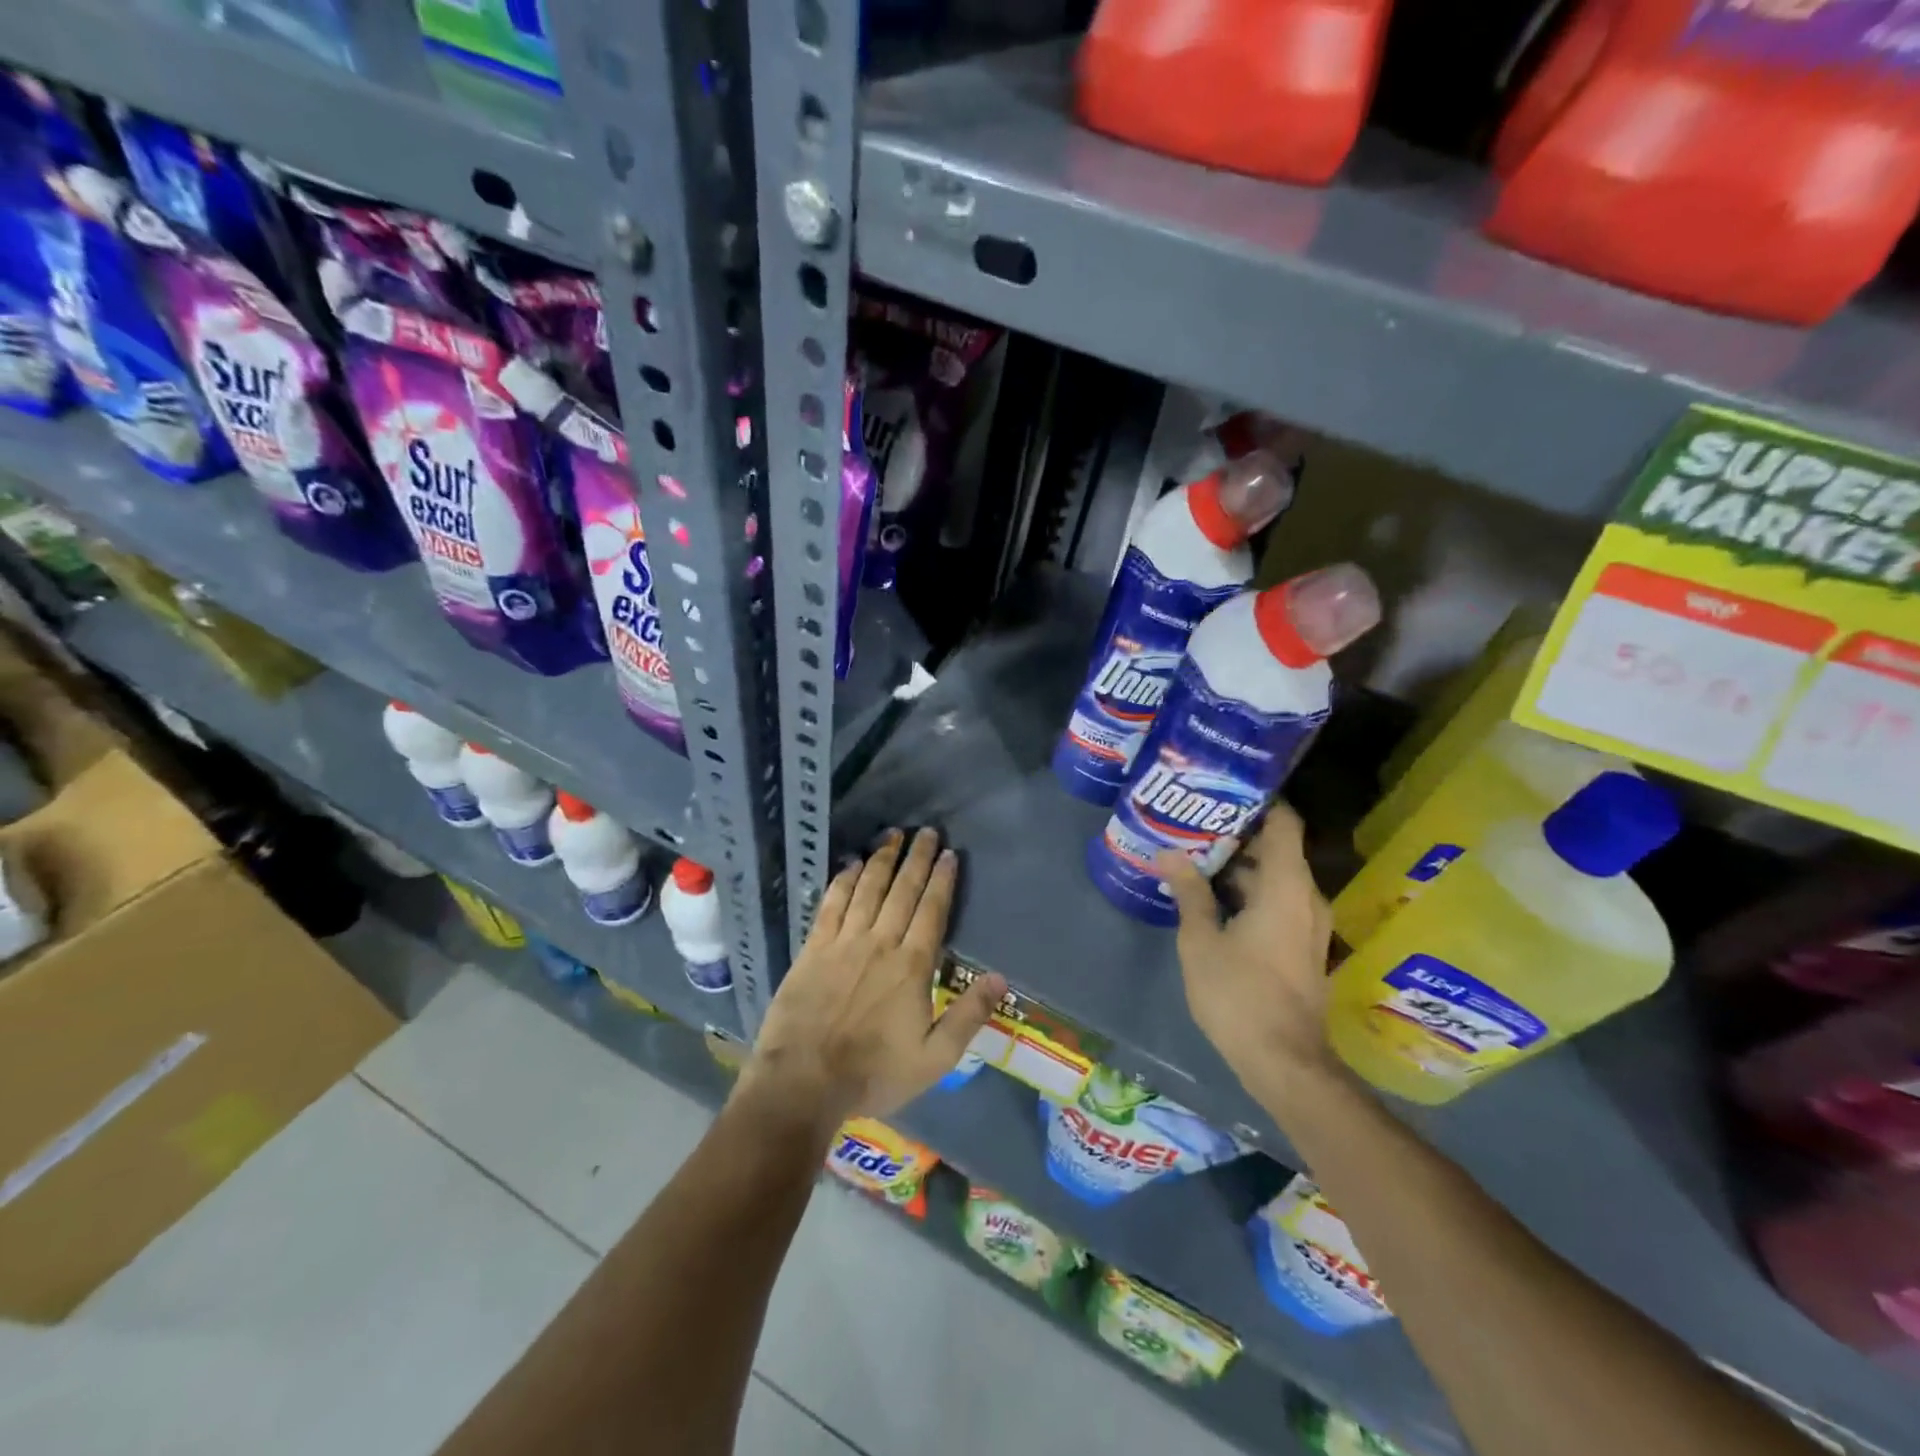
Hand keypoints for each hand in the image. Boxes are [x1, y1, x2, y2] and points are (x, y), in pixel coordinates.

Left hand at [738, 828, 1005, 1131]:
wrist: (804, 1082)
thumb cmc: (874, 1073)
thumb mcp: (934, 1057)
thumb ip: (968, 1015)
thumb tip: (1001, 978)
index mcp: (912, 965)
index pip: (932, 910)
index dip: (942, 880)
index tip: (949, 853)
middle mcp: (879, 943)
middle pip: (902, 891)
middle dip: (916, 858)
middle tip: (926, 831)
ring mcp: (843, 943)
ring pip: (867, 890)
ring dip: (881, 860)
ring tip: (892, 835)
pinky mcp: (813, 949)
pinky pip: (831, 905)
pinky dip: (842, 882)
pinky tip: (849, 865)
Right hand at [1157, 806, 1342, 1112]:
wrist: (1285, 1062)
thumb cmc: (1239, 995)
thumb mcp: (1201, 941)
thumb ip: (1189, 892)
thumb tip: (1170, 852)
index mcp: (1285, 887)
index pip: (1284, 823)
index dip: (1260, 801)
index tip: (1225, 789)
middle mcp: (1306, 898)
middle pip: (1277, 850)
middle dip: (1238, 835)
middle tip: (1194, 824)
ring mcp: (1308, 925)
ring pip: (1276, 879)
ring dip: (1241, 868)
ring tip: (1196, 857)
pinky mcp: (1302, 947)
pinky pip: (1279, 903)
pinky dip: (1251, 893)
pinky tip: (1213, 899)